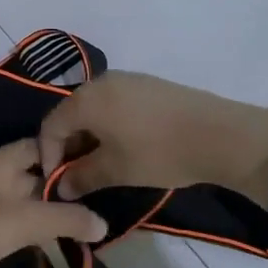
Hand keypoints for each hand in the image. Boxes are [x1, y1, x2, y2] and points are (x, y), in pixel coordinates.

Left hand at [0, 140, 108, 267]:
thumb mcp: (22, 222)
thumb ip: (65, 220)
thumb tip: (104, 223)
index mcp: (1, 160)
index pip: (43, 144)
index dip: (71, 151)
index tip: (101, 166)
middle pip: (35, 172)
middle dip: (64, 186)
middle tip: (102, 200)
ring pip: (24, 196)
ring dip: (49, 209)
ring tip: (84, 224)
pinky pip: (11, 216)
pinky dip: (31, 224)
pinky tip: (49, 241)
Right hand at [37, 72, 267, 208]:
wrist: (220, 134)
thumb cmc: (158, 153)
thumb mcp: (116, 171)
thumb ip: (82, 177)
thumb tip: (62, 187)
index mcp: (86, 99)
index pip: (51, 125)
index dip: (47, 155)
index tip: (57, 182)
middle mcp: (102, 81)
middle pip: (72, 114)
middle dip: (69, 146)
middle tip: (78, 175)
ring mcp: (128, 79)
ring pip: (95, 109)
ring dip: (90, 136)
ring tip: (102, 164)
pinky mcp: (149, 85)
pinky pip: (116, 104)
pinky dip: (110, 125)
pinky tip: (125, 146)